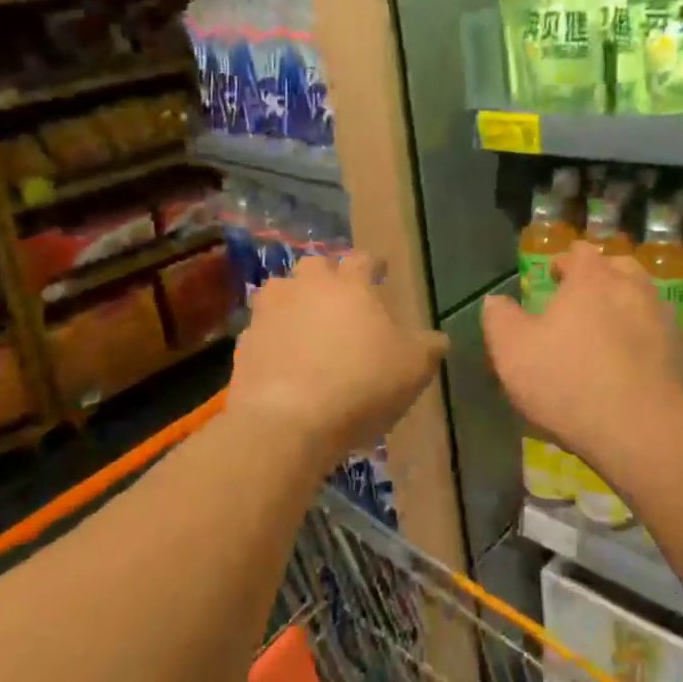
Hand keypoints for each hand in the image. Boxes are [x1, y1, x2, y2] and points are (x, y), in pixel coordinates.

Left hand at [227, 251, 448, 468]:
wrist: (288, 422)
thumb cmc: (361, 385)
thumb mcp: (413, 368)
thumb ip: (428, 347)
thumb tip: (437, 338)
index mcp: (351, 286)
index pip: (363, 259)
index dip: (374, 263)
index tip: (381, 270)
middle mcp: (308, 288)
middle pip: (315, 265)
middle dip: (327, 275)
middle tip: (339, 295)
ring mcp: (270, 313)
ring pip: (279, 290)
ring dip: (292, 299)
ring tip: (305, 321)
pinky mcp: (244, 343)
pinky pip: (261, 328)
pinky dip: (272, 336)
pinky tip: (283, 357)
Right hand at [482, 240, 682, 469]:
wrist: (643, 430)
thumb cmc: (569, 382)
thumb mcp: (512, 352)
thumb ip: (500, 318)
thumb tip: (496, 300)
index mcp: (592, 278)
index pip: (580, 252)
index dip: (565, 261)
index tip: (554, 278)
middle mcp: (633, 287)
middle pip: (618, 266)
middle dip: (600, 276)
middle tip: (582, 299)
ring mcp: (663, 318)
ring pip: (643, 297)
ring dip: (625, 304)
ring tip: (607, 328)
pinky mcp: (682, 352)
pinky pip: (659, 332)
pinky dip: (644, 337)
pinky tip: (632, 360)